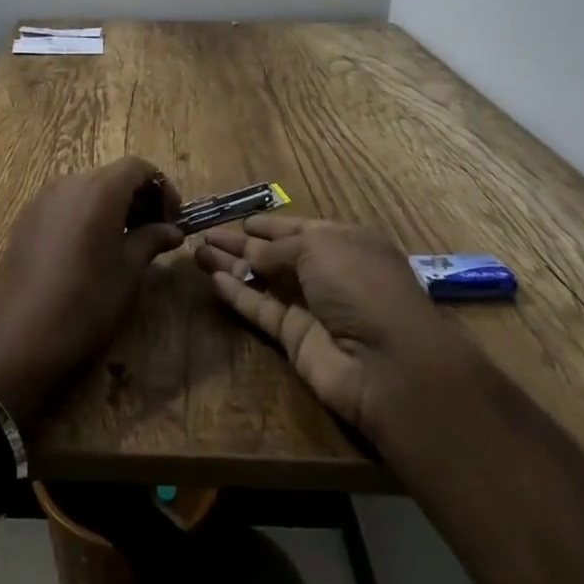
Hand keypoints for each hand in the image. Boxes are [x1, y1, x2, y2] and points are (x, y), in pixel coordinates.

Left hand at [0, 157, 181, 426]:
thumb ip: (152, 239)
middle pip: (111, 177)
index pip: (138, 167)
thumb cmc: (87, 298)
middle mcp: (69, 183)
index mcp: (100, 188)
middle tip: (153, 232)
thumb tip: (172, 230)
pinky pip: (64, 206)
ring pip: (86, 190)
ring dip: (111, 207)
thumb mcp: (129, 270)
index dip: (162, 188)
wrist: (23, 332)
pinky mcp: (26, 219)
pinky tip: (88, 251)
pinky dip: (85, 216)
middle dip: (137, 198)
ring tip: (123, 243)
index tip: (172, 218)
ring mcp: (42, 200)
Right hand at [194, 215, 476, 440]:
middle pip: (276, 254)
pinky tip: (211, 279)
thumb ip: (278, 248)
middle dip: (242, 242)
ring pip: (263, 281)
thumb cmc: (359, 285)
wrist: (386, 363)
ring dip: (232, 266)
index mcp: (345, 242)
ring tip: (196, 252)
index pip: (299, 228)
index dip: (269, 224)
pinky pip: (260, 310)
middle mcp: (329, 272)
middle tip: (206, 233)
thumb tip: (251, 253)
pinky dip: (237, 295)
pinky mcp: (294, 339)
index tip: (240, 220)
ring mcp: (311, 307)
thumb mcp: (319, 247)